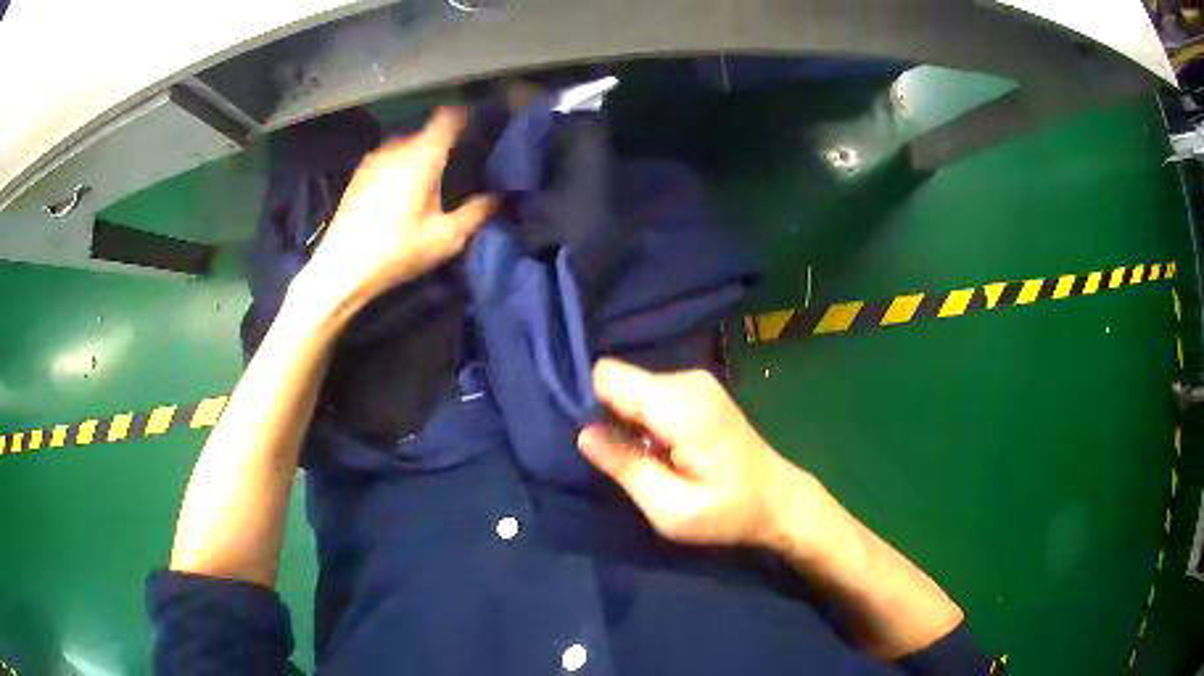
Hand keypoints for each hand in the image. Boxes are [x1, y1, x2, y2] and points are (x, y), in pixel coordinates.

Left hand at [294, 107, 493, 316]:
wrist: (341, 268)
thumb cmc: (397, 250)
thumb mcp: (445, 237)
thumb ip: (476, 212)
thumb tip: (500, 197)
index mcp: (423, 155)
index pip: (449, 118)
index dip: (465, 116)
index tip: (478, 124)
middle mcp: (398, 148)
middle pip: (427, 133)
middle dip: (442, 145)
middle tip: (456, 167)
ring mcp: (374, 159)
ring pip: (406, 147)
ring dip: (418, 157)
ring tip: (427, 182)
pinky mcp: (359, 175)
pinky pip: (388, 160)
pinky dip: (399, 168)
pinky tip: (399, 195)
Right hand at [578, 358, 809, 548]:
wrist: (779, 500)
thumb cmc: (729, 512)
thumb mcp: (672, 509)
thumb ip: (626, 468)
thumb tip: (582, 434)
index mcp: (680, 405)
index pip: (607, 375)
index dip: (591, 405)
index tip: (598, 442)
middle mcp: (686, 380)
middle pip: (619, 381)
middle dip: (610, 417)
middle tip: (625, 460)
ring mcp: (695, 381)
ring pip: (632, 388)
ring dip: (628, 422)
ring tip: (647, 459)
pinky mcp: (697, 390)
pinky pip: (650, 395)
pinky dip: (645, 421)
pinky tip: (662, 450)